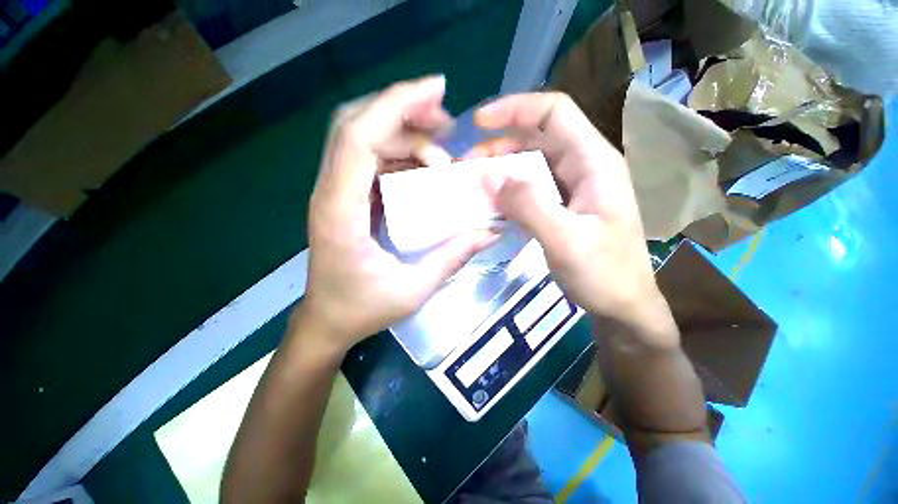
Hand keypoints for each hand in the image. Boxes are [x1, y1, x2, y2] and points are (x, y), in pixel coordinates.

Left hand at [298, 76, 496, 353]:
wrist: (327, 321)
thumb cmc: (362, 309)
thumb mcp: (413, 289)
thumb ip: (452, 257)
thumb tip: (490, 232)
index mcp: (340, 212)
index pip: (358, 138)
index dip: (395, 105)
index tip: (437, 91)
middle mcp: (331, 192)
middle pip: (356, 126)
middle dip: (402, 111)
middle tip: (446, 122)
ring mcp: (336, 193)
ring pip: (363, 138)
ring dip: (403, 132)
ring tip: (442, 149)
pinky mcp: (346, 198)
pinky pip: (370, 160)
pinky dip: (399, 154)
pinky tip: (425, 168)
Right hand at [471, 93, 674, 344]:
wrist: (623, 306)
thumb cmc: (605, 275)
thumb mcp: (566, 241)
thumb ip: (529, 206)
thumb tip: (488, 176)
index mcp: (594, 162)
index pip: (554, 113)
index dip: (515, 109)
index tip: (479, 123)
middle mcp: (583, 166)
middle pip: (537, 137)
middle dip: (499, 145)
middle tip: (466, 165)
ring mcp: (572, 187)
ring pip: (530, 164)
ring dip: (500, 170)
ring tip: (473, 185)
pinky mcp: (562, 206)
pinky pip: (530, 188)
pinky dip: (507, 192)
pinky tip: (491, 204)